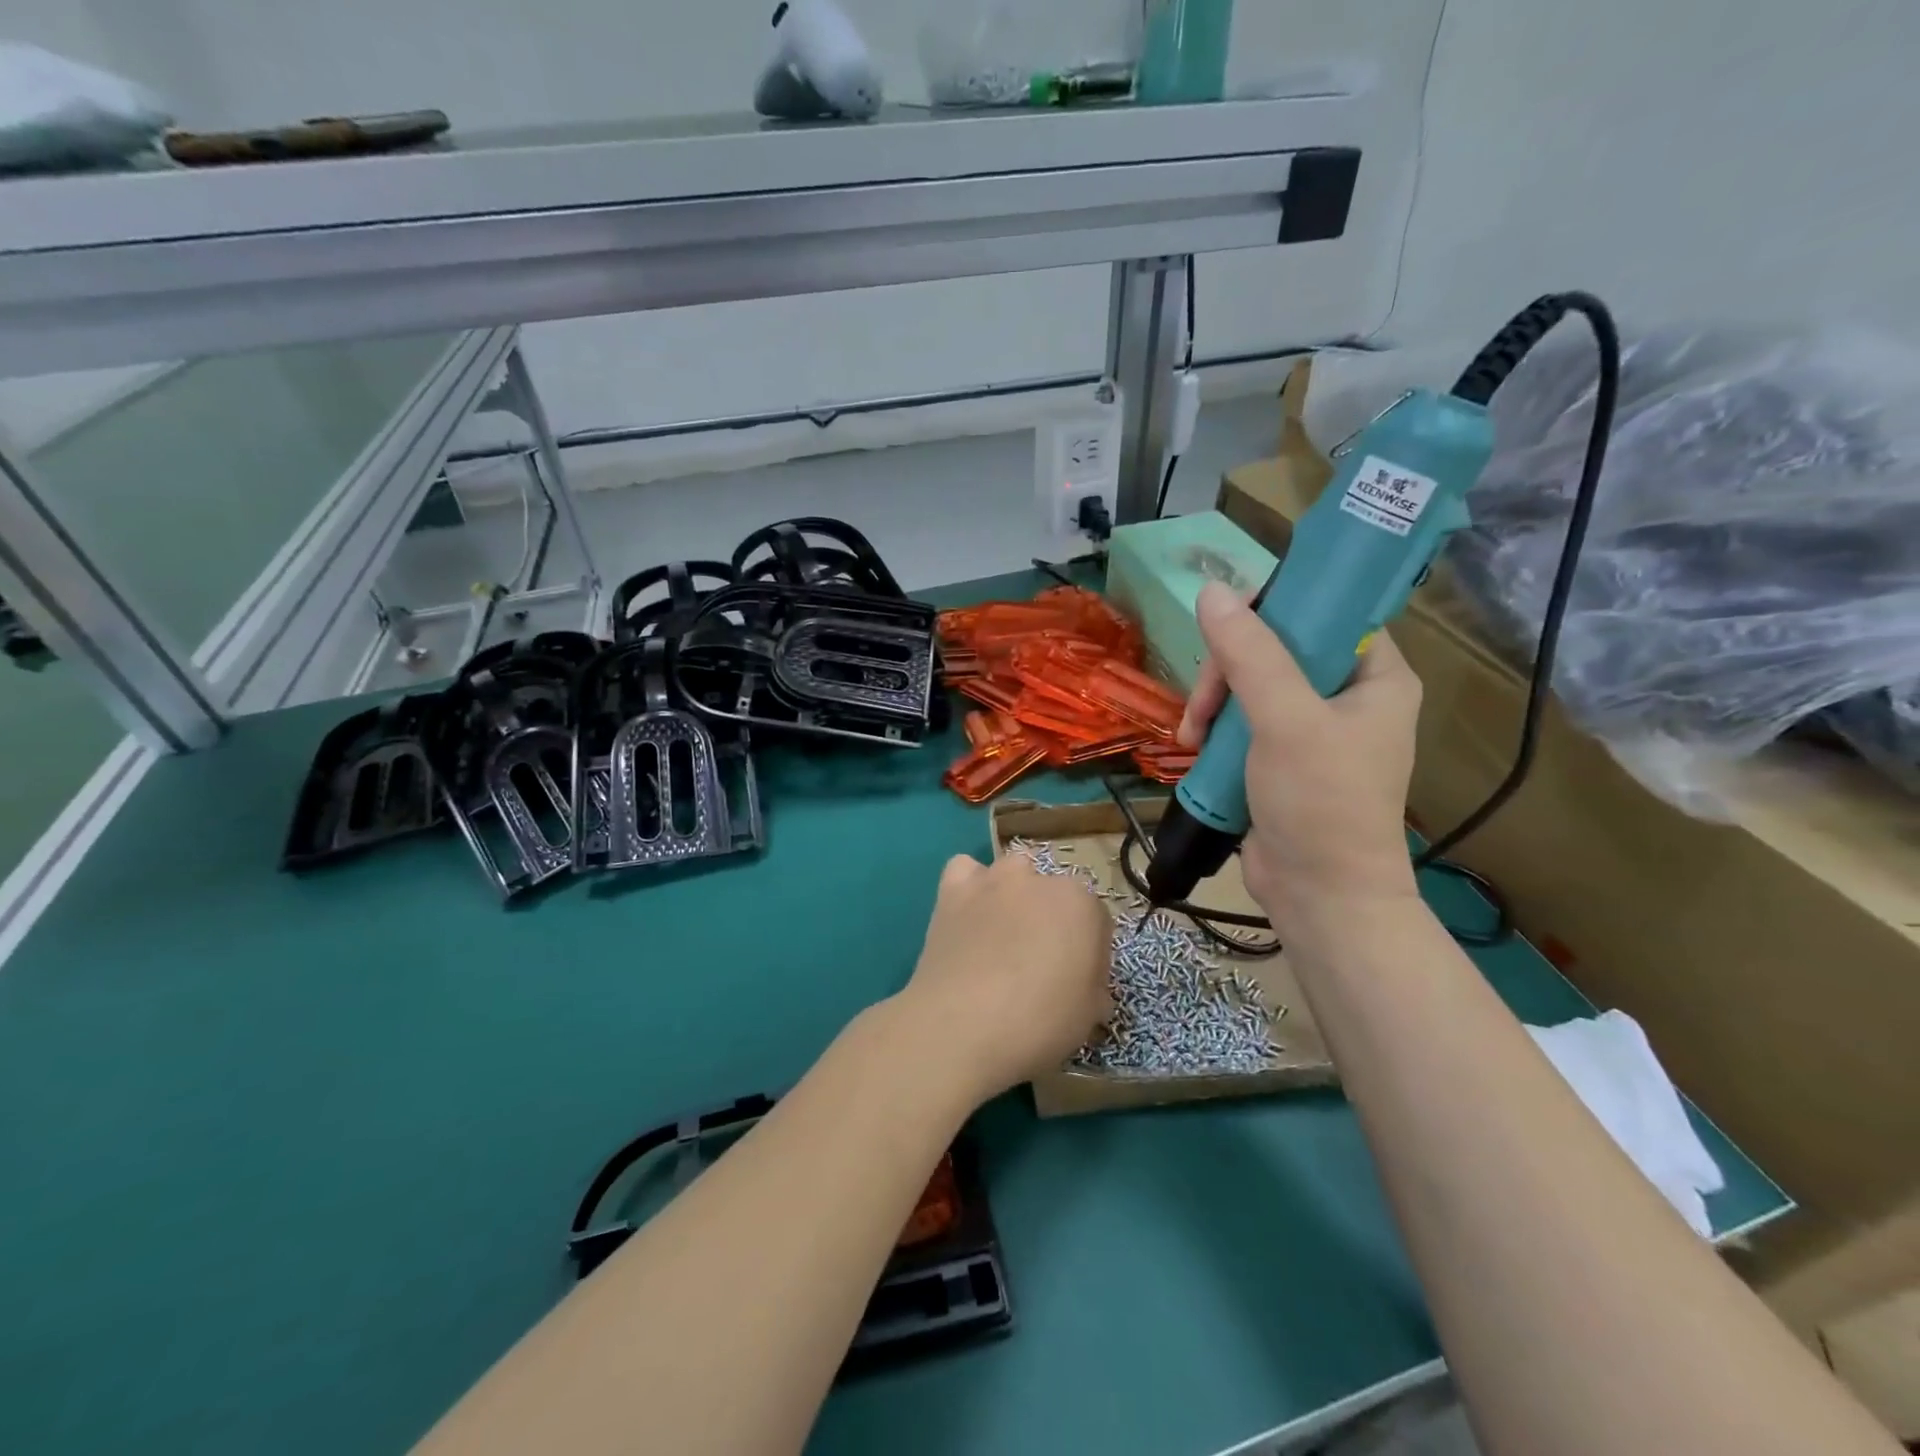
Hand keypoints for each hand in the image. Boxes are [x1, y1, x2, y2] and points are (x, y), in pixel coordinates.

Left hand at [894, 854, 1111, 1104]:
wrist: (962, 1026)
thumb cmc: (1039, 1022)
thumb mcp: (1089, 1015)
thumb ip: (1093, 987)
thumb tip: (1085, 986)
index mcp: (1080, 904)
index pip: (1096, 921)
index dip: (1090, 956)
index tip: (1079, 984)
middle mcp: (1038, 879)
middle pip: (1053, 895)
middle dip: (1051, 922)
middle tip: (1040, 965)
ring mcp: (992, 880)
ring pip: (1011, 873)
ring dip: (1013, 897)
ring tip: (1003, 937)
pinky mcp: (952, 892)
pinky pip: (964, 870)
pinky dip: (969, 887)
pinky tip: (969, 915)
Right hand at [1179, 582, 1422, 937]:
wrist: (1318, 896)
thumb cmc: (1320, 803)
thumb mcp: (1286, 721)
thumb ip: (1250, 655)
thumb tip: (1212, 592)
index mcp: (1375, 676)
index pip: (1327, 611)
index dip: (1277, 608)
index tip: (1228, 628)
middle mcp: (1347, 695)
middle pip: (1276, 649)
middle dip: (1229, 671)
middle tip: (1204, 705)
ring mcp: (1311, 729)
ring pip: (1249, 685)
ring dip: (1213, 703)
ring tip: (1192, 736)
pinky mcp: (1280, 758)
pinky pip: (1240, 721)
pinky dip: (1214, 730)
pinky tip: (1194, 748)